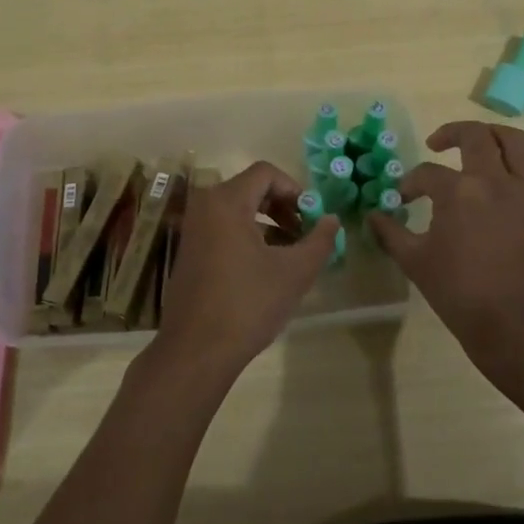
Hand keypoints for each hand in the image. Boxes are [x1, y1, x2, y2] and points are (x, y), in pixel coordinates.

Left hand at [150, 161, 338, 379]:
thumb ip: (319, 240)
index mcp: (226, 201)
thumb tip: (332, 220)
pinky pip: (224, 228)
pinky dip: (249, 236)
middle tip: (305, 233)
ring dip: (268, 223)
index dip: (295, 189)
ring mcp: (194, 229)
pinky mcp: (190, 251)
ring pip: (238, 210)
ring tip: (292, 252)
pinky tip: (267, 266)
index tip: (312, 216)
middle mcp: (205, 206)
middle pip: (251, 189)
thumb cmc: (247, 304)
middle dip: (283, 207)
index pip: (266, 173)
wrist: (196, 350)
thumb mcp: (294, 272)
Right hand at [369, 122, 523, 375]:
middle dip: (451, 134)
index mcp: (459, 191)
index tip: (405, 199)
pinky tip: (520, 185)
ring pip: (517, 143)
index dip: (411, 183)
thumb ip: (391, 233)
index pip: (427, 173)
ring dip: (494, 137)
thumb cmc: (460, 295)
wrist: (519, 328)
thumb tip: (373, 216)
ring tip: (482, 147)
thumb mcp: (415, 263)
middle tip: (438, 144)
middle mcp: (497, 181)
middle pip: (475, 136)